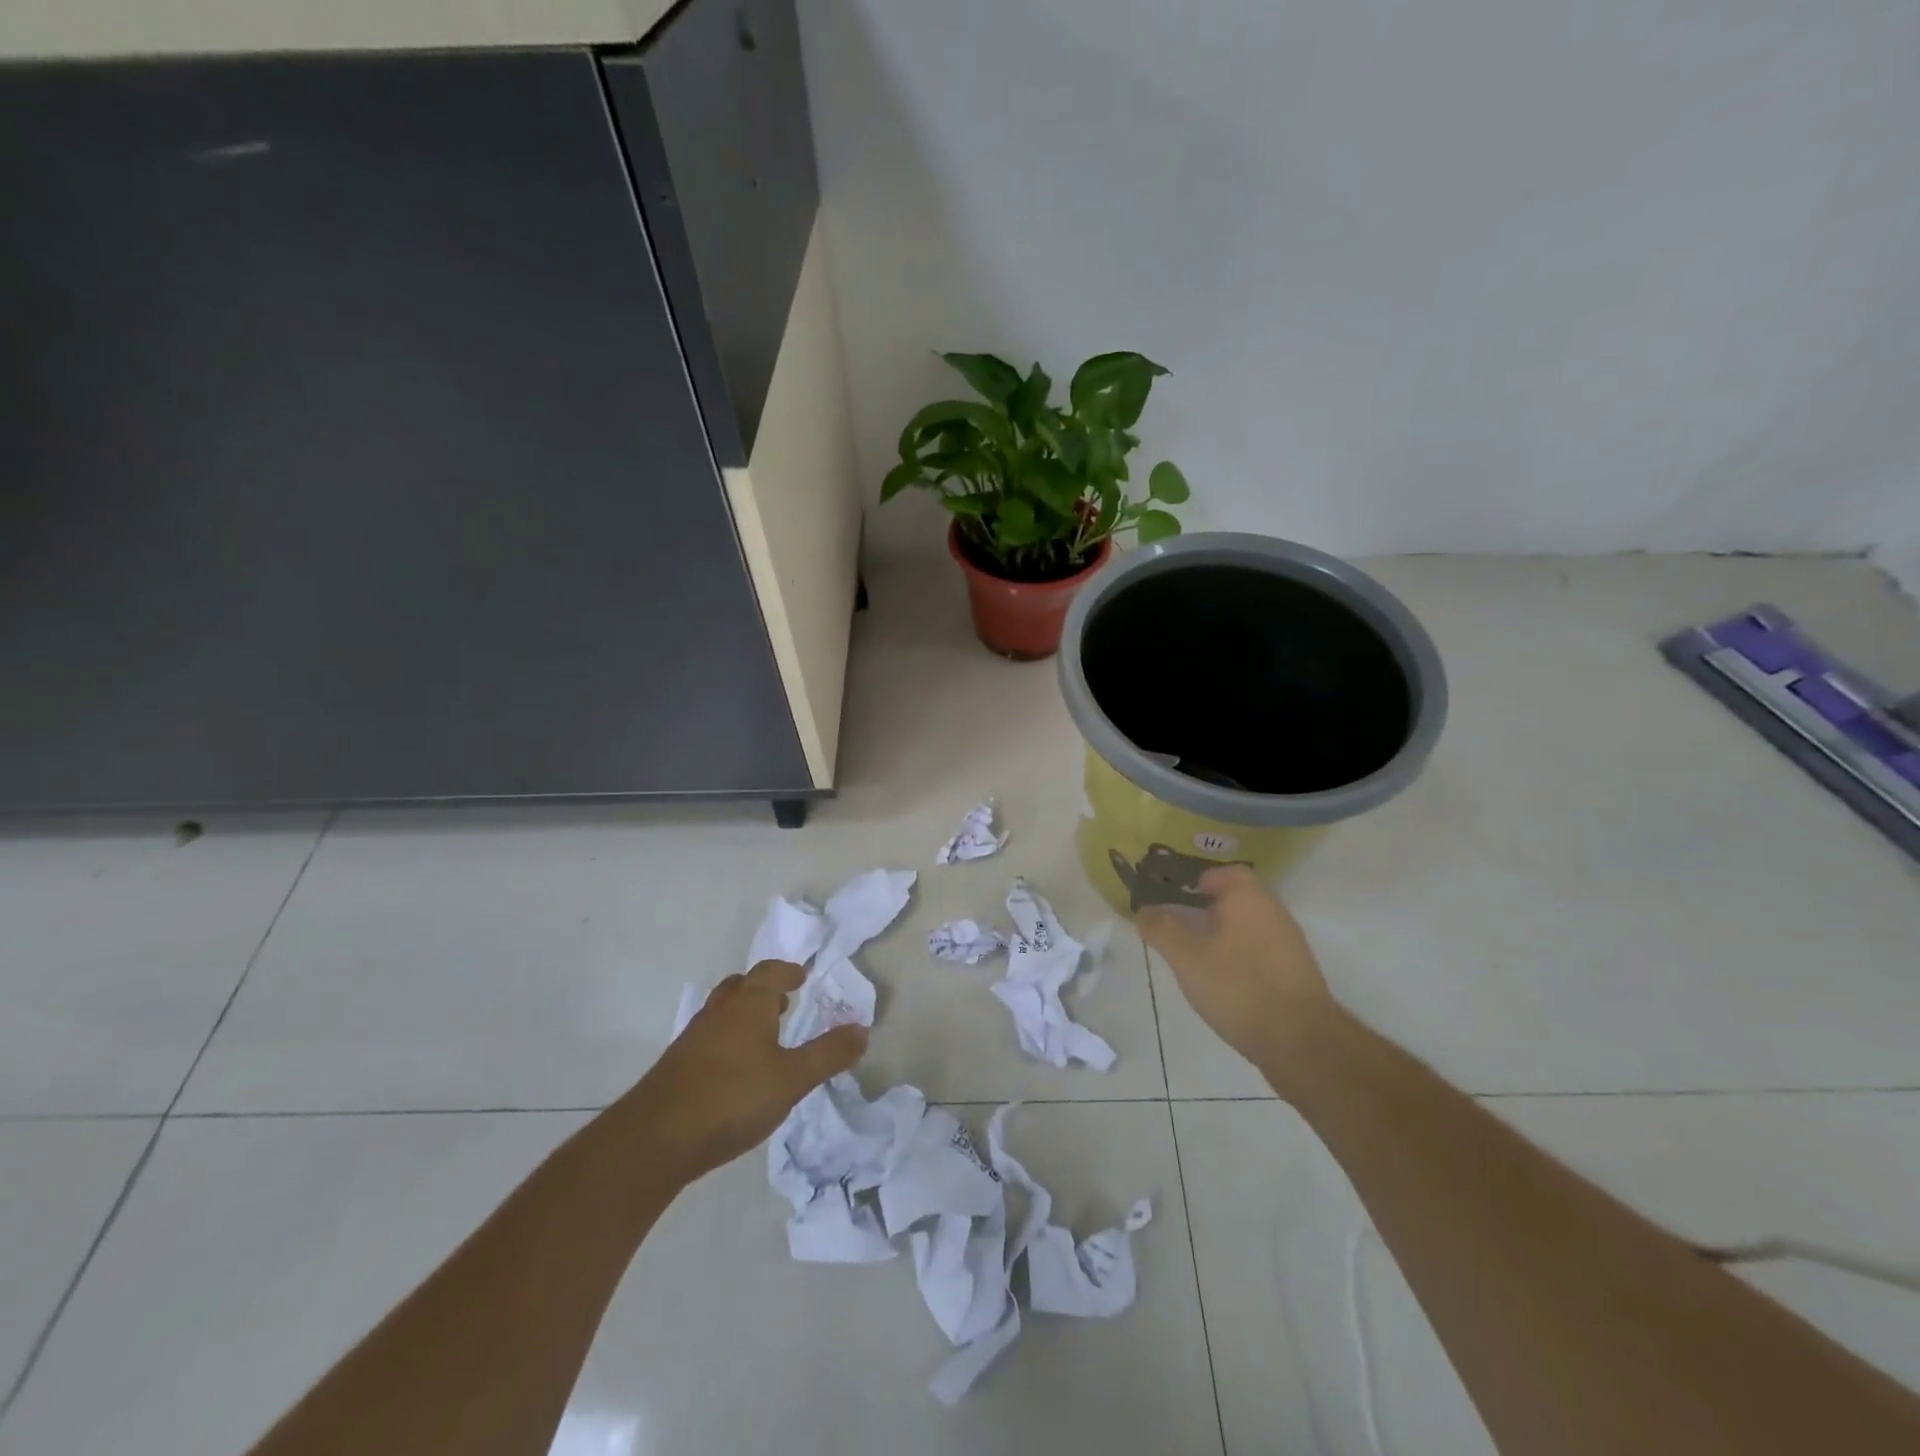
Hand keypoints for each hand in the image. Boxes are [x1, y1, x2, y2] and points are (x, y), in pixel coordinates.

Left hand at [624, 961, 865, 1184]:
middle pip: (741, 986)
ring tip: (764, 1035)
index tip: (802, 976)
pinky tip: (737, 1071)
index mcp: (748, 1005)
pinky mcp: (677, 1066)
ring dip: (744, 1014)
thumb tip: (862, 1029)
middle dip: (764, 989)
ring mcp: (693, 1038)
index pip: (770, 972)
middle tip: (784, 1002)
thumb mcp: (792, 1079)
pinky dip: (728, 1040)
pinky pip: (710, 1038)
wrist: (655, 1139)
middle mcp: (719, 1012)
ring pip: (722, 1012)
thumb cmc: (732, 1098)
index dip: (788, 971)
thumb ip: (828, 1054)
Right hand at [1136, 865, 1343, 1088]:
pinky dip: (1241, 959)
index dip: (1196, 883)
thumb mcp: (1185, 956)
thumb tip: (1144, 910)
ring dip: (1224, 937)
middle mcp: (1273, 910)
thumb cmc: (1237, 985)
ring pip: (1248, 927)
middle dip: (1206, 912)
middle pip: (1235, 899)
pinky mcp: (1296, 972)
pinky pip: (1261, 952)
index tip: (1175, 902)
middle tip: (1180, 933)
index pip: (1222, 873)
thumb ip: (1160, 928)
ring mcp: (1289, 942)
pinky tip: (1226, 985)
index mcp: (1247, 896)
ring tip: (1198, 962)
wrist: (1300, 1040)